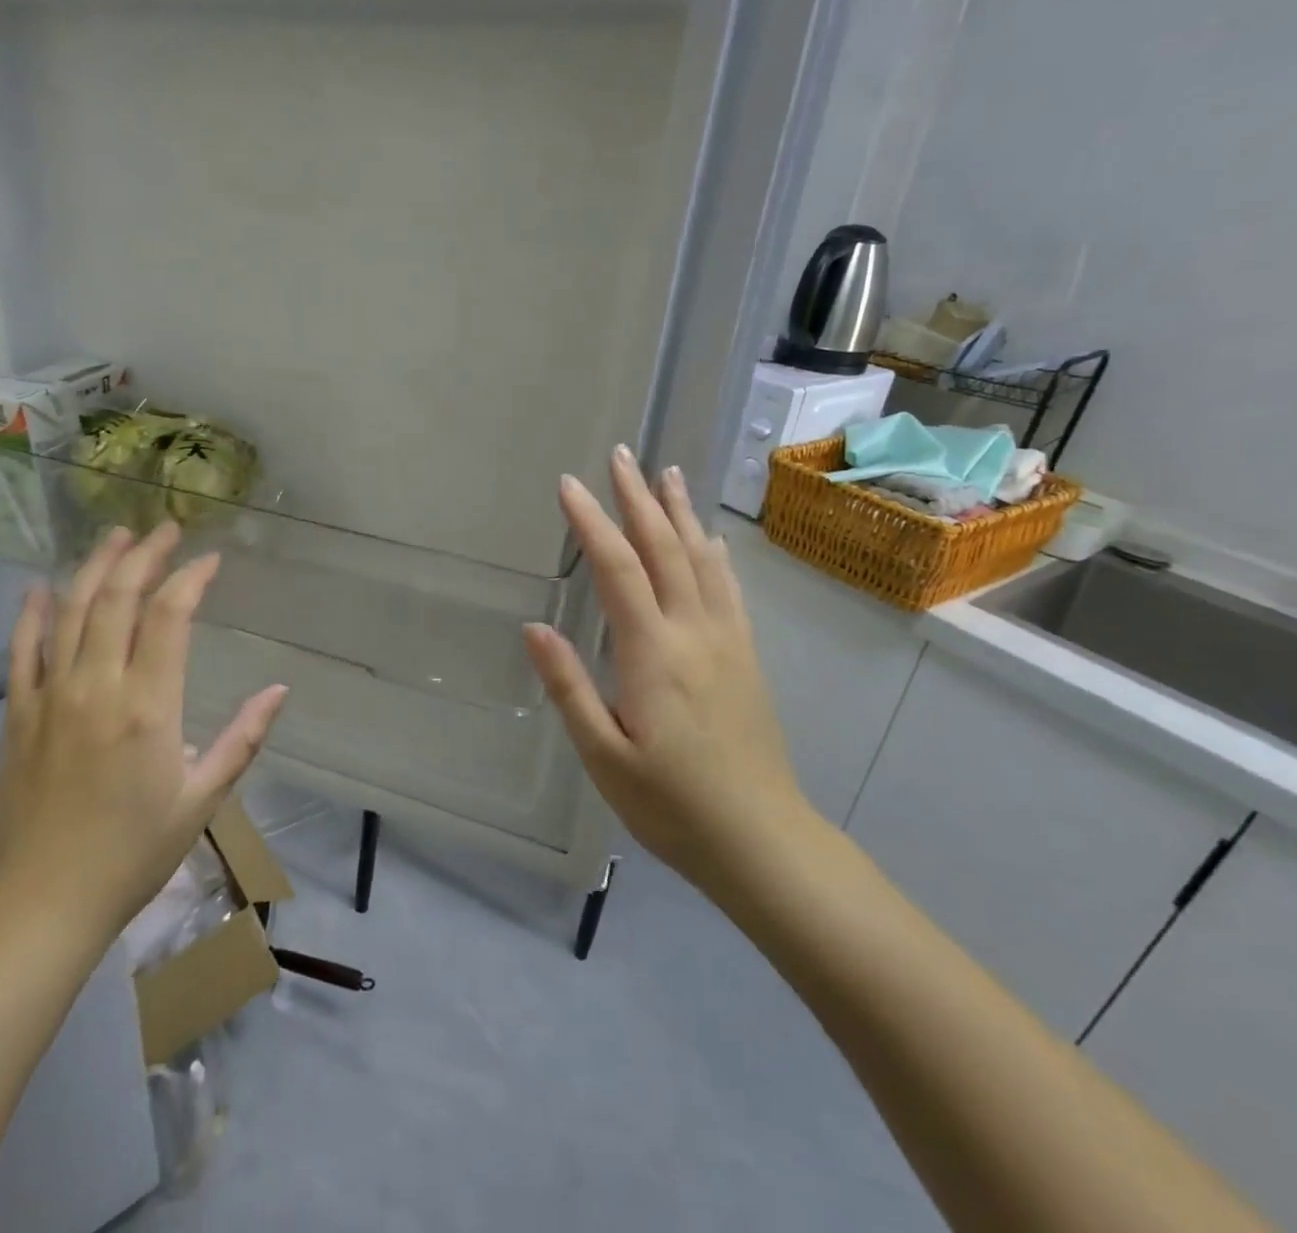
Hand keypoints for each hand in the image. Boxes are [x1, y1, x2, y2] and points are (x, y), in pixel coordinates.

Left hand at [0, 523, 288, 947]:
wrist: (42, 904)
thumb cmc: (133, 854)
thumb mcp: (202, 800)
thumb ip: (243, 739)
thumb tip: (279, 690)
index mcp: (148, 707)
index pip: (170, 616)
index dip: (191, 578)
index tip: (209, 560)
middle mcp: (97, 687)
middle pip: (118, 598)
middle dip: (144, 555)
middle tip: (164, 530)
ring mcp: (50, 696)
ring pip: (70, 611)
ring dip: (95, 568)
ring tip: (116, 537)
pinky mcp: (18, 715)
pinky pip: (22, 650)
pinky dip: (32, 613)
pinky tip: (42, 587)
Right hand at [522, 447, 813, 900]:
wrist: (763, 841)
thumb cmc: (671, 804)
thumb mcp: (604, 755)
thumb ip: (569, 687)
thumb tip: (534, 627)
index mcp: (653, 653)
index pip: (618, 569)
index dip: (592, 522)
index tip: (569, 484)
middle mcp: (694, 633)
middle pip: (665, 549)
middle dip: (638, 498)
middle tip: (621, 454)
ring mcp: (727, 642)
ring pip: (702, 560)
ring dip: (680, 513)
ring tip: (667, 474)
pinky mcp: (746, 658)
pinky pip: (729, 590)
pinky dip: (715, 554)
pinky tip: (710, 539)